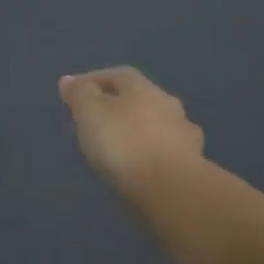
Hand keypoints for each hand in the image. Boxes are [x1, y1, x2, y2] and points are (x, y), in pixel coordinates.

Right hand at [58, 67, 204, 210]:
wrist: (172, 189)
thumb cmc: (123, 143)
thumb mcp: (89, 112)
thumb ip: (79, 94)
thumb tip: (70, 80)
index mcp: (142, 87)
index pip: (116, 74)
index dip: (94, 82)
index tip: (74, 96)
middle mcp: (167, 103)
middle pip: (138, 98)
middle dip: (117, 106)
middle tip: (95, 122)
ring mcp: (184, 133)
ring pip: (155, 124)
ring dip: (138, 130)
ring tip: (117, 147)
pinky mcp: (193, 163)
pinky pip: (165, 150)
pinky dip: (151, 153)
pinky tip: (140, 166)